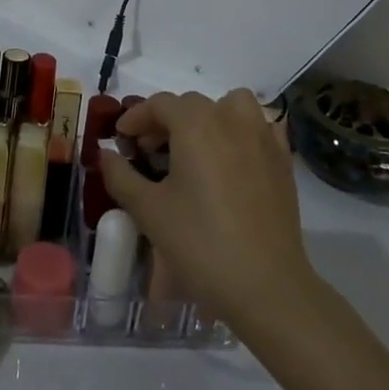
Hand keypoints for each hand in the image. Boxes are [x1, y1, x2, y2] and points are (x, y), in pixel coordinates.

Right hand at [103, 90, 316, 327]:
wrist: (266, 285)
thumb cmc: (200, 242)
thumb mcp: (149, 210)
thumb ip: (121, 175)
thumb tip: (105, 154)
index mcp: (195, 123)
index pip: (159, 104)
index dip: (136, 118)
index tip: (122, 140)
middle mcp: (230, 118)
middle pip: (192, 104)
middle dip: (166, 121)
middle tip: (150, 152)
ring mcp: (262, 137)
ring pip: (232, 106)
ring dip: (210, 116)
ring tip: (196, 148)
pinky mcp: (283, 160)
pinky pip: (260, 128)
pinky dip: (243, 132)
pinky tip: (233, 159)